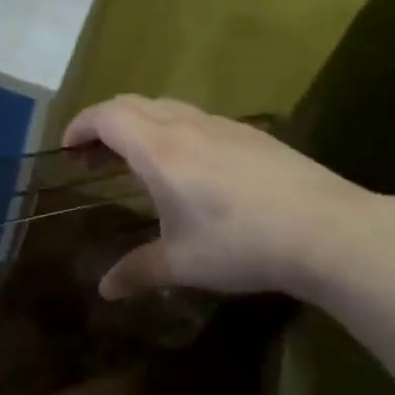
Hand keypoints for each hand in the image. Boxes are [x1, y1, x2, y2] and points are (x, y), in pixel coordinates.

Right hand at [63, 95, 394, 302]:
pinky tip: (187, 167)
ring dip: (138, 124)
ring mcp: (221, 125)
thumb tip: (105, 291)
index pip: (106, 117)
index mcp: (159, 150)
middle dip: (103, 124)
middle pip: (131, 104)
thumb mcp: (183, 263)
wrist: (326, 229)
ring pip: (164, 106)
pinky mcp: (249, 134)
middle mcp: (185, 126)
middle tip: (94, 159)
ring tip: (135, 161)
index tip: (68, 150)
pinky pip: (193, 118)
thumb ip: (138, 271)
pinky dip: (169, 129)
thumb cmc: (242, 244)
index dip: (79, 126)